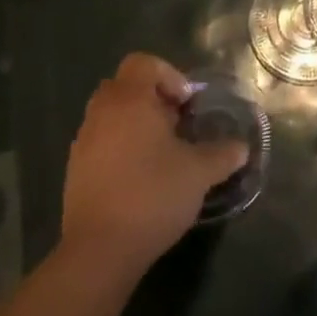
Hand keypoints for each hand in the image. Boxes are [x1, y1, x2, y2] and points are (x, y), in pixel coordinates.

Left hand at [59, 54, 248, 272]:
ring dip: (135, 124)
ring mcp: (83, 143)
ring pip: (111, 115)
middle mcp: (101, 113)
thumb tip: (242, 148)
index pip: (143, 63)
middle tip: (175, 125)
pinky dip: (119, 149)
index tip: (186, 105)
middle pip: (125, 86)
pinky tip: (139, 178)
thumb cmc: (152, 195)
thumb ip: (223, 154)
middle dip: (152, 99)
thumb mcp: (199, 172)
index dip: (169, 75)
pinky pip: (100, 143)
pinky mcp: (74, 173)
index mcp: (129, 100)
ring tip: (160, 154)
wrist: (99, 253)